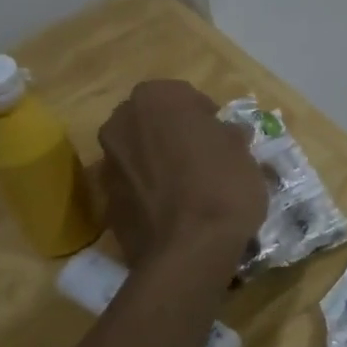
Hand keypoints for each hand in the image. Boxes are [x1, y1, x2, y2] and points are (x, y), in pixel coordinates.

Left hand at [97, 80, 265, 273]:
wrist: (189, 251)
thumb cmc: (222, 185)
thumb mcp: (242, 151)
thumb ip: (228, 136)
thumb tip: (225, 136)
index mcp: (155, 98)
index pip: (184, 96)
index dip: (205, 116)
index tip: (222, 137)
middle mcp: (121, 122)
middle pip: (153, 121)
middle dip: (174, 134)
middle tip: (204, 158)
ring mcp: (107, 163)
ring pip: (140, 153)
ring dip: (159, 162)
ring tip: (189, 188)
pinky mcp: (105, 201)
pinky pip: (133, 185)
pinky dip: (148, 191)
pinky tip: (173, 211)